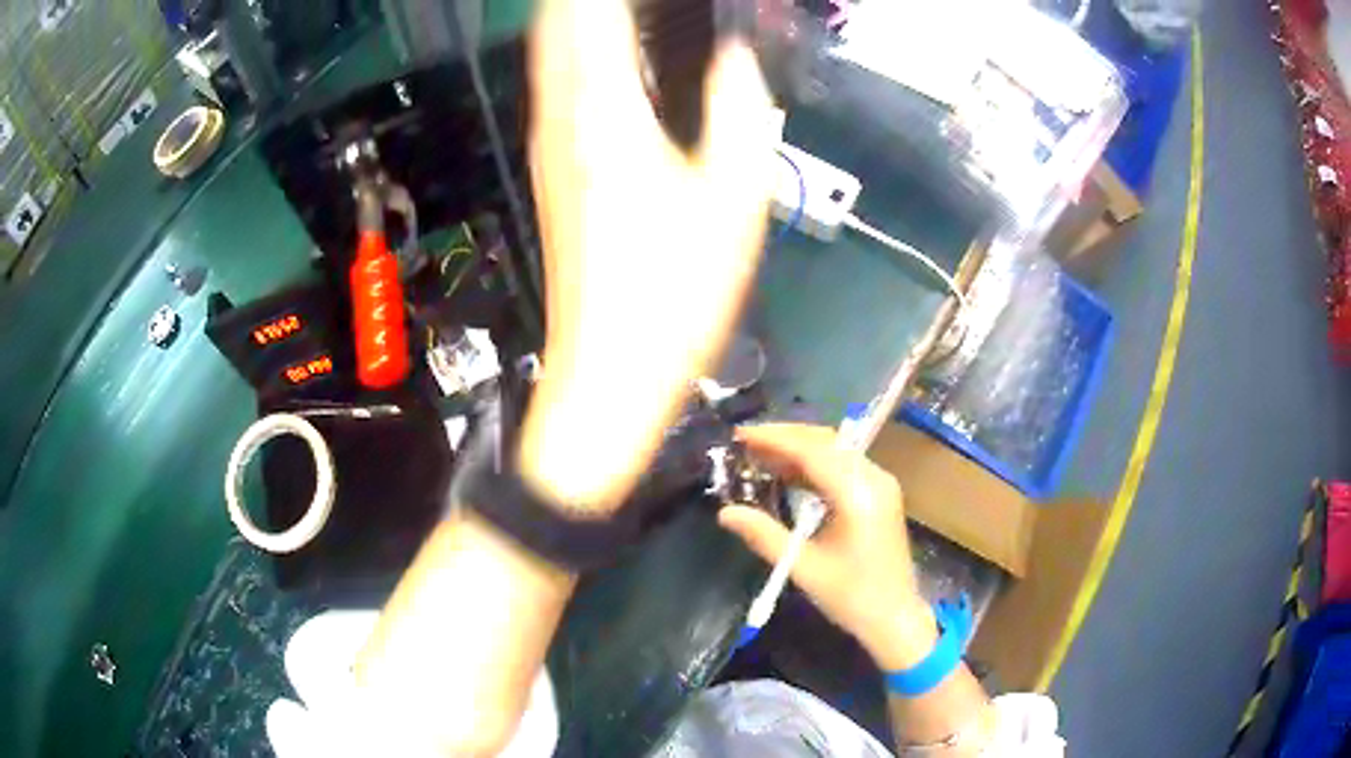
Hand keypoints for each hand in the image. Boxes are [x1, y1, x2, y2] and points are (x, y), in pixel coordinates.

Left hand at [520, 0, 774, 511]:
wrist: (608, 374)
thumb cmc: (675, 293)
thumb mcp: (735, 198)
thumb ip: (741, 108)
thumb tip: (733, 56)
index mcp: (605, 111)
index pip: (592, 10)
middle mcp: (561, 117)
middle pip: (557, 20)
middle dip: (593, 1)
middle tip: (652, 5)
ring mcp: (546, 146)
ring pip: (549, 51)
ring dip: (582, 18)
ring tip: (636, 14)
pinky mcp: (549, 172)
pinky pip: (556, 86)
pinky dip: (579, 52)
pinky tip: (617, 60)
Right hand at [718, 424, 939, 670]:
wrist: (895, 617)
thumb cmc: (851, 597)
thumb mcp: (803, 568)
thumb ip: (764, 535)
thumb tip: (725, 512)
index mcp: (858, 494)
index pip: (813, 450)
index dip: (774, 439)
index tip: (739, 436)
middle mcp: (874, 479)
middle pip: (826, 441)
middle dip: (785, 437)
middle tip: (745, 443)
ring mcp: (881, 484)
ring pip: (836, 449)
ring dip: (799, 448)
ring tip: (759, 455)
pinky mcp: (880, 493)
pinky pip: (844, 464)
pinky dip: (815, 463)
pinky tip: (788, 473)